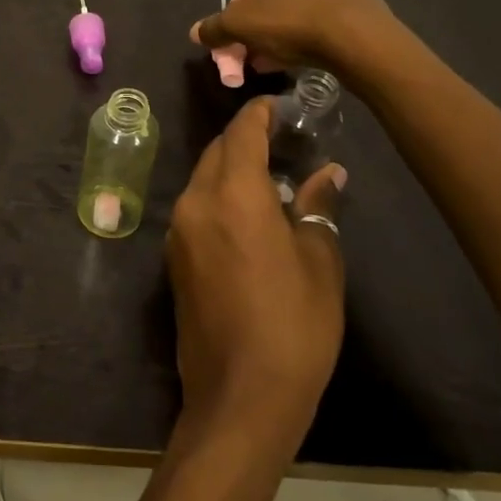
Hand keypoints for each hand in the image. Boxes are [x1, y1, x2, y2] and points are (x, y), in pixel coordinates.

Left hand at [166, 97, 346, 454]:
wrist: (239, 395)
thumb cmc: (293, 326)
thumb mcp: (319, 263)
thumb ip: (318, 208)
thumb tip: (327, 173)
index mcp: (231, 194)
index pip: (240, 133)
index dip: (259, 114)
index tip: (279, 104)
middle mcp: (195, 201)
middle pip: (217, 153)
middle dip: (244, 140)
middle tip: (281, 141)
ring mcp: (178, 229)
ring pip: (204, 179)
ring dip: (231, 170)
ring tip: (271, 178)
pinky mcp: (173, 257)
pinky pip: (197, 208)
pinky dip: (220, 197)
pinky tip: (249, 216)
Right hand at [192, 0, 401, 86]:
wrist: (359, 37)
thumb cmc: (290, 20)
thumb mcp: (239, 25)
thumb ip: (214, 28)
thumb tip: (195, 33)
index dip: (235, 17)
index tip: (238, 43)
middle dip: (259, 28)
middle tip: (255, 56)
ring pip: (298, 7)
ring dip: (283, 33)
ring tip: (279, 62)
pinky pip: (324, 14)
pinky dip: (311, 33)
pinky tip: (306, 57)